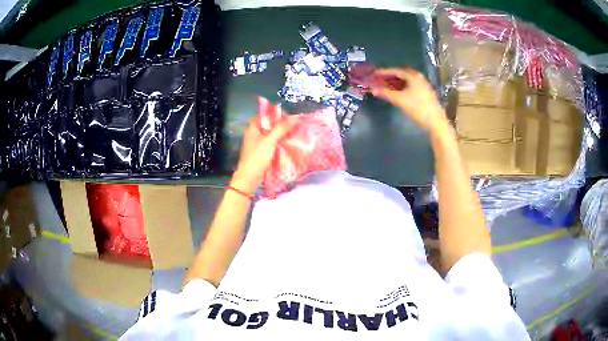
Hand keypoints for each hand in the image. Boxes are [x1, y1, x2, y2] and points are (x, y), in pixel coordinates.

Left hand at [230, 116, 296, 194]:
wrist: (249, 177)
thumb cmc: (258, 157)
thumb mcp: (270, 141)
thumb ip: (281, 129)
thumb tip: (295, 118)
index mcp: (253, 128)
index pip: (264, 115)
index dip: (275, 114)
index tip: (288, 116)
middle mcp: (253, 134)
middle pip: (268, 125)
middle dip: (280, 125)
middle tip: (293, 126)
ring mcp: (256, 144)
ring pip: (270, 135)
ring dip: (280, 135)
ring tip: (293, 134)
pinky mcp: (259, 153)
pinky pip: (270, 145)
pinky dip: (278, 144)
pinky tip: (287, 146)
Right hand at [371, 68, 447, 131]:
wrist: (436, 122)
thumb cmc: (418, 108)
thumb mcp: (400, 100)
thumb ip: (386, 93)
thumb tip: (372, 89)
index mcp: (413, 76)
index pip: (395, 71)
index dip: (383, 72)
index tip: (373, 74)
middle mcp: (419, 77)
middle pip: (401, 74)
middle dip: (389, 77)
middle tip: (379, 80)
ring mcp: (423, 85)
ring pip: (406, 81)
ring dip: (395, 83)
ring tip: (386, 86)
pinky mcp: (425, 93)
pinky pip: (410, 86)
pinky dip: (402, 87)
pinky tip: (397, 93)